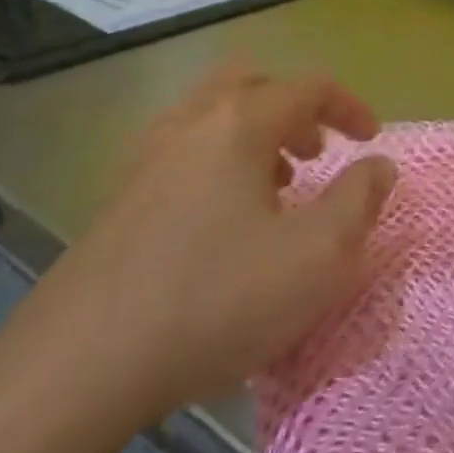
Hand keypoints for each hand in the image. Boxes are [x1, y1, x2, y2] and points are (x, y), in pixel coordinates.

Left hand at [23, 58, 396, 425]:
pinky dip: (218, 162)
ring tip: (278, 187)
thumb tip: (377, 165)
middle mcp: (188, 124)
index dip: (350, 107)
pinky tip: (226, 222)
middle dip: (294, 107)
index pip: (309, 87)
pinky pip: (181, 153)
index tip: (372, 141)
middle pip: (249, 83)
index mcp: (238, 124)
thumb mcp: (318, 255)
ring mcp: (143, 161)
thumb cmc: (216, 300)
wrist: (76, 370)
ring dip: (255, 134)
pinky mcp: (116, 201)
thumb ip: (360, 200)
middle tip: (317, 150)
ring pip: (210, 116)